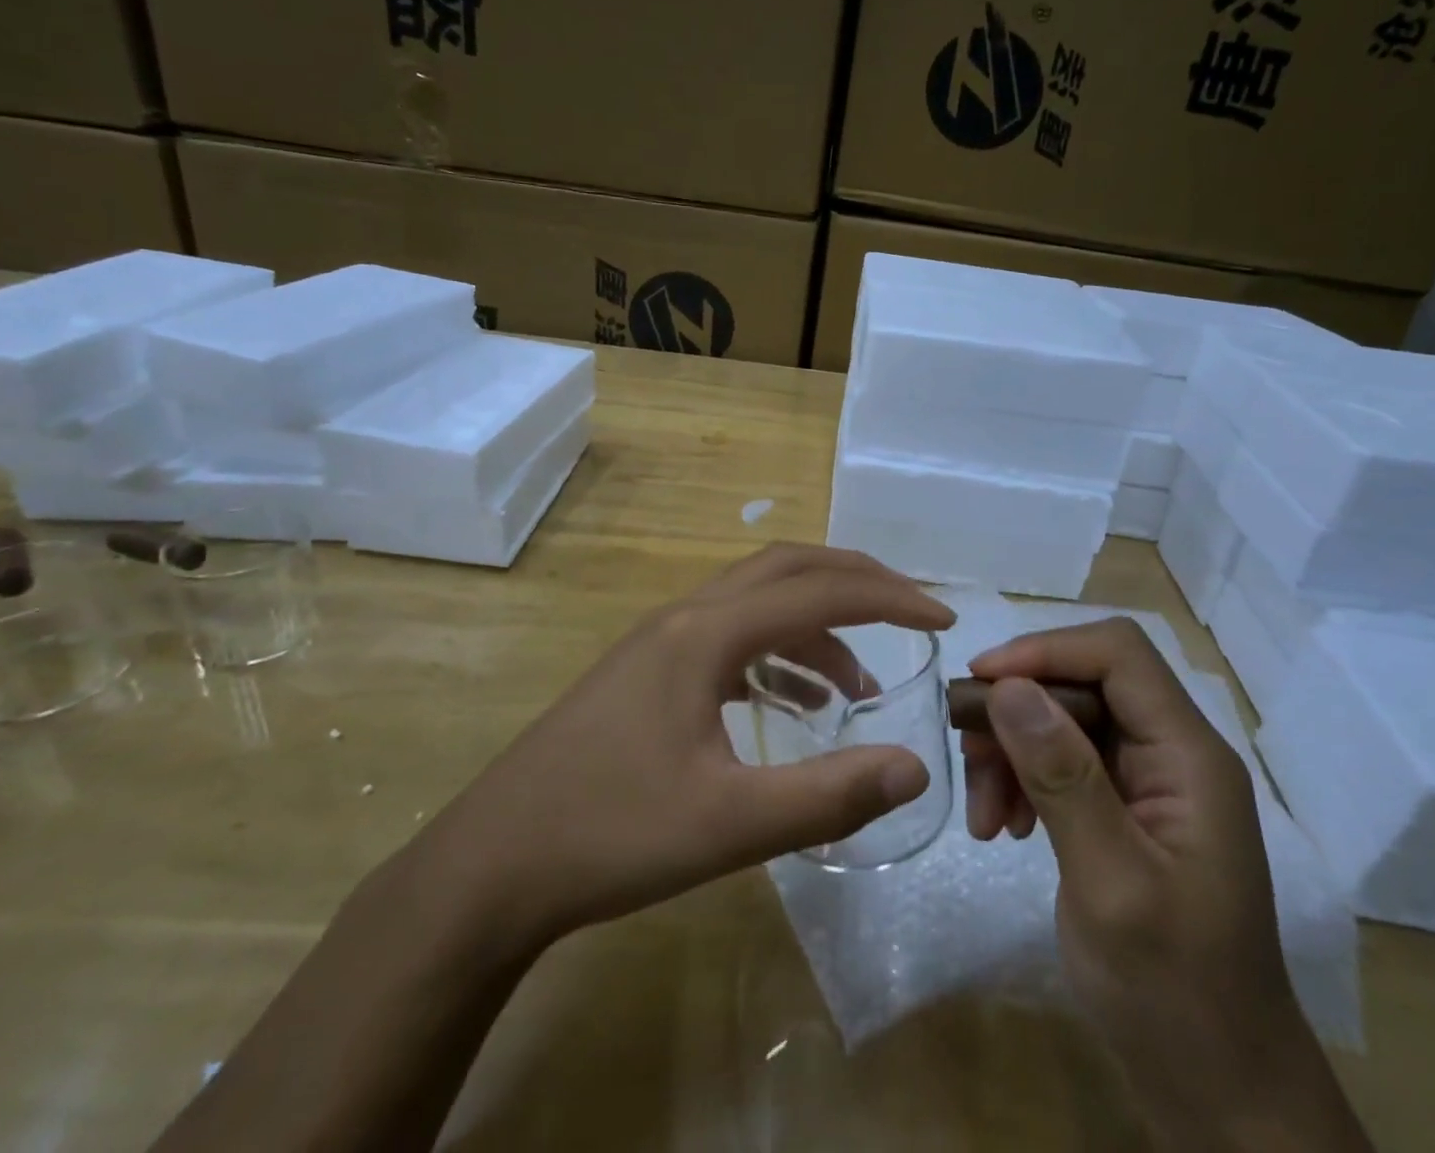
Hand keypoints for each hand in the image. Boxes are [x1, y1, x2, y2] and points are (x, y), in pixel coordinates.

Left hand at [419, 544, 954, 947]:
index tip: (942, 618)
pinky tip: (792, 704)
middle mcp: (684, 618)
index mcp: (705, 633)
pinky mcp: (647, 672)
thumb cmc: (610, 836)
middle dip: (855, 582)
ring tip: (859, 685)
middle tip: (910, 613)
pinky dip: (775, 656)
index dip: (888, 598)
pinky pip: (730, 638)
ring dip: (815, 627)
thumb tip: (916, 767)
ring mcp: (660, 641)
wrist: (493, 865)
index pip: (817, 590)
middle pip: (786, 568)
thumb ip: (829, 796)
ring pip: (756, 602)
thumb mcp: (729, 825)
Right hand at [962, 620, 1370, 1151]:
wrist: (1220, 1096)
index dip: (1045, 650)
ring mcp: (1147, 782)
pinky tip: (1000, 826)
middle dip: (1017, 711)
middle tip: (967, 754)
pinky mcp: (1122, 809)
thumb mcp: (1111, 885)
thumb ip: (1062, 778)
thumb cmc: (1174, 995)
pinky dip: (1021, 781)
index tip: (981, 683)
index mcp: (1189, 756)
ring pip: (1062, 720)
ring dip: (1012, 751)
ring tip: (983, 813)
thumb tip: (1007, 687)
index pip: (1117, 654)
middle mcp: (1171, 753)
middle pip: (1082, 683)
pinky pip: (1059, 763)